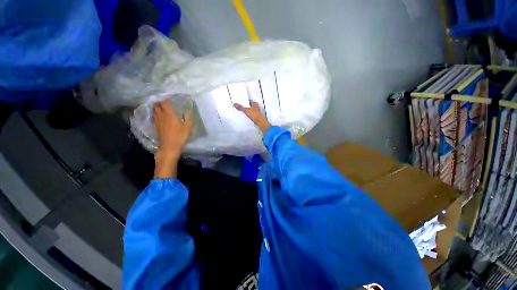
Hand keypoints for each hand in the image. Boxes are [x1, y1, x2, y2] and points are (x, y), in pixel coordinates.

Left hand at [153, 100, 192, 178]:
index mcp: (169, 114)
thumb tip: (187, 111)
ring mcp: (157, 121)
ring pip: (154, 110)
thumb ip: (187, 118)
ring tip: (158, 103)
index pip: (163, 102)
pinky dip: (155, 112)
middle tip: (161, 97)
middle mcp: (161, 116)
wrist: (169, 147)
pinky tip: (157, 113)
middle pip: (156, 105)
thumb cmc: (180, 136)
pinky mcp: (155, 126)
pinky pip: (153, 116)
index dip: (163, 97)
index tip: (165, 93)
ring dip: (155, 106)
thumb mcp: (187, 127)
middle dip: (157, 100)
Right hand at [234, 102, 270, 132]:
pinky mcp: (258, 117)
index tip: (243, 102)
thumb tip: (235, 104)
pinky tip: (249, 116)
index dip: (247, 102)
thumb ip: (240, 107)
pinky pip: (254, 114)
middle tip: (243, 107)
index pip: (250, 101)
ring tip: (245, 112)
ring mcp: (258, 112)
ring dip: (250, 111)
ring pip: (253, 110)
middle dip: (248, 106)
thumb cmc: (254, 115)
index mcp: (255, 104)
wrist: (260, 122)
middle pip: (252, 106)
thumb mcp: (246, 110)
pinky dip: (251, 115)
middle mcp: (257, 107)